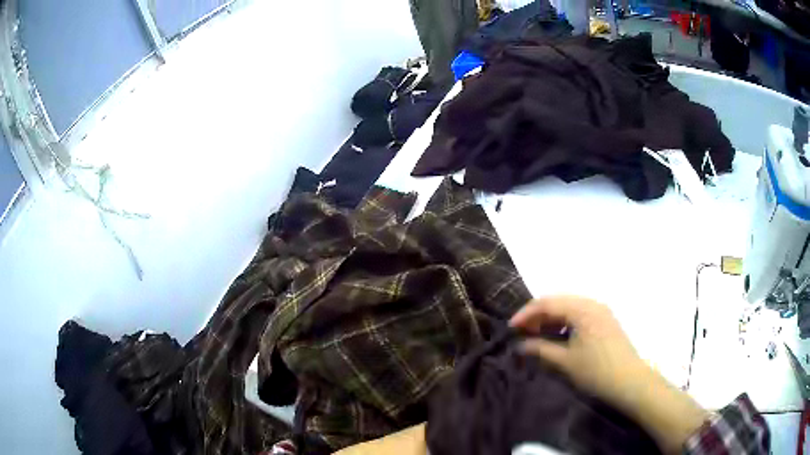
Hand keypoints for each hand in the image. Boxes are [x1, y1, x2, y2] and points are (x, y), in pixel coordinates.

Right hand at [509, 295, 647, 406]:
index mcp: (582, 309)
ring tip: (537, 335)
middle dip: (537, 315)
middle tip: (522, 332)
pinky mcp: (605, 321)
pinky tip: (558, 336)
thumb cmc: (596, 371)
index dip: (526, 313)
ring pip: (569, 307)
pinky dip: (564, 322)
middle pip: (558, 301)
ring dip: (551, 318)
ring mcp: (601, 311)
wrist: (630, 381)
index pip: (547, 302)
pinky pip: (580, 314)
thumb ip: (540, 349)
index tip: (510, 328)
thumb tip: (520, 345)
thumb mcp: (565, 361)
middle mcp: (592, 303)